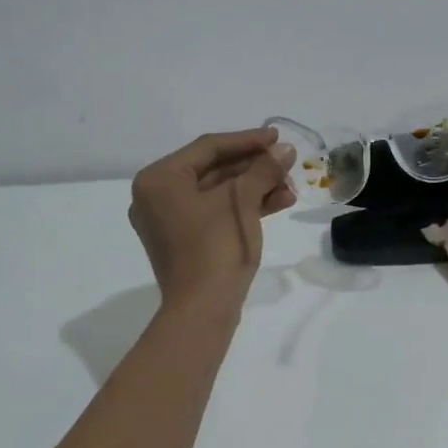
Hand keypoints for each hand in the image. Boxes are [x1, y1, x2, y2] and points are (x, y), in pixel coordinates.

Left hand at [130, 128, 296, 312]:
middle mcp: (157, 195)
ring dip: (256, 187)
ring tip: (290, 186)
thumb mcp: (242, 202)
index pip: (209, 148)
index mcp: (159, 179)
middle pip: (214, 169)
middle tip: (288, 162)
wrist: (203, 310)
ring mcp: (170, 220)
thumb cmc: (215, 248)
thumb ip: (263, 170)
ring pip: (218, 192)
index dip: (247, 140)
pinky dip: (245, 207)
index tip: (278, 137)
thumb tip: (284, 150)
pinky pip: (216, 212)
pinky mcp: (185, 240)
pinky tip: (280, 202)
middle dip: (255, 167)